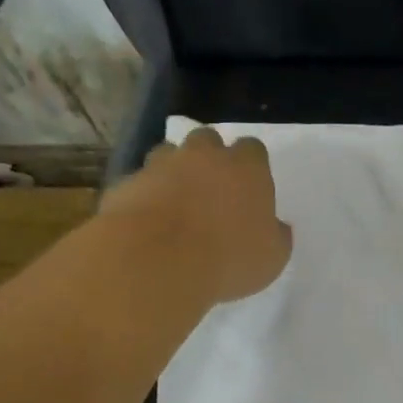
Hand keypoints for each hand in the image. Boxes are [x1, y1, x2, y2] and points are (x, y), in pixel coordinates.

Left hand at [101, 126, 292, 303]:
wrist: (156, 262)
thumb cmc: (229, 258)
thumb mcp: (272, 258)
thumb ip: (276, 236)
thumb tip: (276, 227)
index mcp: (246, 168)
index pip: (253, 149)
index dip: (252, 166)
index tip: (251, 188)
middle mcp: (203, 156)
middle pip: (208, 140)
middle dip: (210, 158)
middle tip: (212, 189)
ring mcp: (160, 166)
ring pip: (168, 154)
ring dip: (174, 171)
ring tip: (177, 204)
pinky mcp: (126, 184)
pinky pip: (140, 184)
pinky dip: (145, 196)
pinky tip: (148, 223)